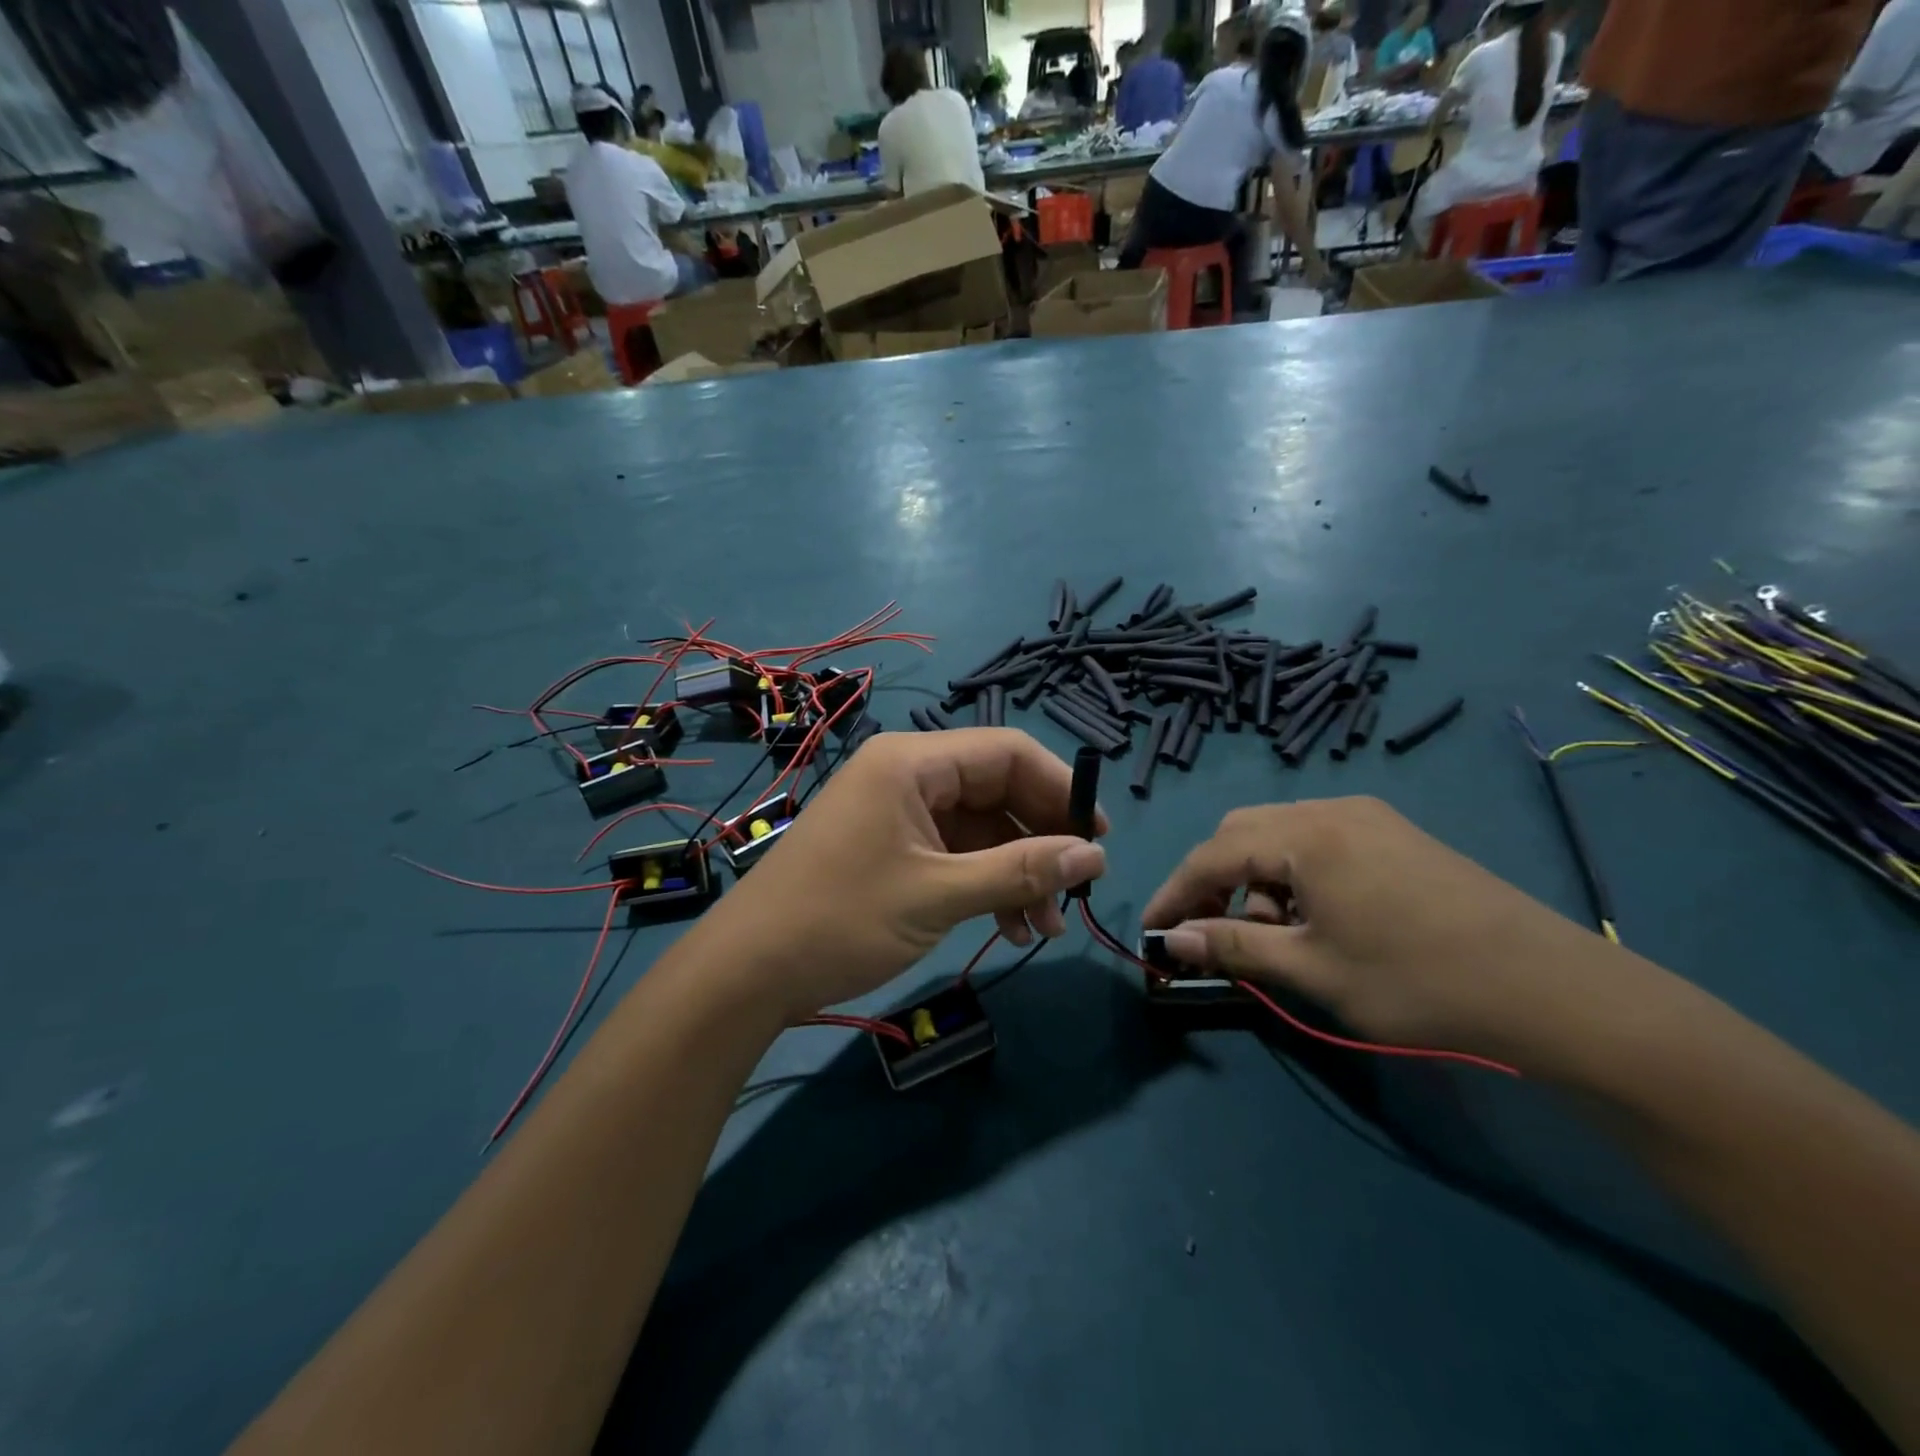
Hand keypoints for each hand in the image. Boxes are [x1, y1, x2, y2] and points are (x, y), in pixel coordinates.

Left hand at [709, 729, 1107, 1020]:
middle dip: (1039, 841)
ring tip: (1046, 928)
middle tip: (1075, 892)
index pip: (1008, 752)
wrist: (747, 973)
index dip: (1060, 789)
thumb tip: (1096, 855)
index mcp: (913, 762)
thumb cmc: (841, 919)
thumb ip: (1020, 871)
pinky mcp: (891, 848)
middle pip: (996, 790)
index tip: (1098, 837)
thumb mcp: (938, 895)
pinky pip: (954, 854)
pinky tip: (1010, 928)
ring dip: (1017, 873)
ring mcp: (897, 813)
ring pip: (979, 829)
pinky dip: (985, 885)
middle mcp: (907, 775)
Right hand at [1143, 797, 1600, 1059]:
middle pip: (1242, 833)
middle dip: (1213, 880)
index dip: (1175, 893)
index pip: (1213, 855)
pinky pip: (1318, 841)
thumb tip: (1171, 941)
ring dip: (1255, 878)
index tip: (1151, 931)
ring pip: (1280, 835)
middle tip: (1206, 931)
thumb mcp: (1314, 970)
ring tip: (1269, 935)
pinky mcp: (1396, 835)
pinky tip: (1314, 919)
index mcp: (1306, 835)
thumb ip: (1233, 946)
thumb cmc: (1419, 983)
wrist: (1554, 991)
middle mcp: (1331, 810)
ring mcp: (1369, 818)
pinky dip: (1294, 875)